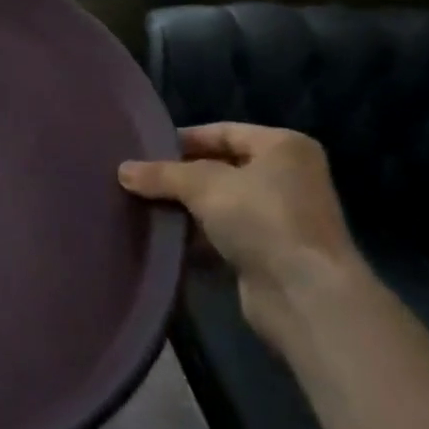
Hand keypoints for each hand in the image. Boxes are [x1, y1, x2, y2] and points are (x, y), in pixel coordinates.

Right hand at [120, 124, 363, 349]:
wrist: (306, 296)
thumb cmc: (262, 219)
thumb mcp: (203, 185)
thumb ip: (162, 174)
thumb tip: (122, 170)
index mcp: (283, 147)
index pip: (223, 131)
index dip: (183, 140)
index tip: (145, 151)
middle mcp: (288, 177)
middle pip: (221, 167)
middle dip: (181, 177)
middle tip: (140, 180)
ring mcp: (282, 218)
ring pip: (221, 203)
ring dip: (187, 209)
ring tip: (145, 208)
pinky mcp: (271, 253)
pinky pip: (226, 235)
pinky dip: (200, 237)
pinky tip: (168, 239)